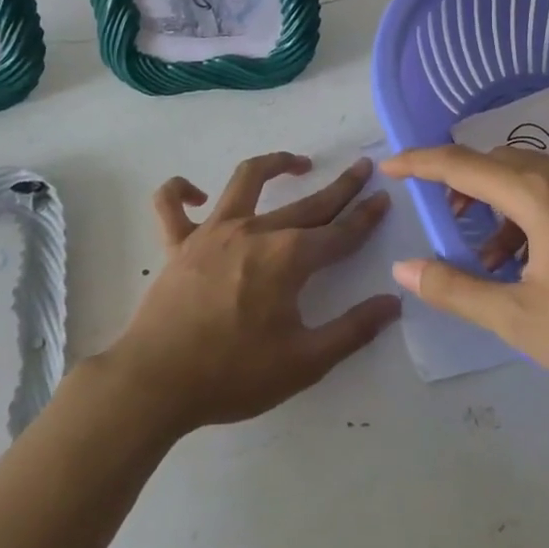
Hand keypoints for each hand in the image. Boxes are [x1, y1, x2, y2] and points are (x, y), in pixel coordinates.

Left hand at [104, 153, 400, 434]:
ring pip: (246, 180)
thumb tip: (393, 303)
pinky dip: (179, 192)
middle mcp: (255, 232)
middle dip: (341, 186)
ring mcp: (212, 232)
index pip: (339, 233)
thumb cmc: (232, 375)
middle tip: (362, 167)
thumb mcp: (305, 363)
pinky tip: (195, 194)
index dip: (366, 217)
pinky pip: (170, 206)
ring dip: (274, 164)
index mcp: (288, 258)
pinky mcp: (178, 243)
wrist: (155, 385)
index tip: (384, 198)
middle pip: (307, 203)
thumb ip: (352, 331)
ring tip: (296, 163)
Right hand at [383, 145, 548, 420]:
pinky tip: (536, 258)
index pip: (463, 164)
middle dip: (464, 182)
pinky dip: (532, 210)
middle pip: (499, 161)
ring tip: (492, 254)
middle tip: (447, 219)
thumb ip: (456, 289)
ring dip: (500, 200)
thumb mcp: (519, 320)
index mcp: (541, 194)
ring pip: (532, 174)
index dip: (420, 162)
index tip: (389, 166)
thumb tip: (404, 269)